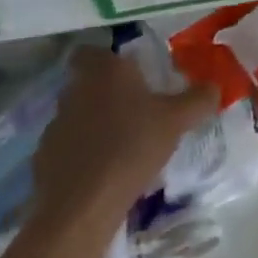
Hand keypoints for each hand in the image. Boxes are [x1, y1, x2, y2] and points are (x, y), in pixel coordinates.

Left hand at [27, 47, 218, 230]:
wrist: (82, 207)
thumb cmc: (132, 147)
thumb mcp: (177, 121)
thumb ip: (198, 99)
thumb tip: (214, 85)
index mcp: (105, 71)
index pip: (92, 50)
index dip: (107, 59)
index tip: (128, 72)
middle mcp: (75, 90)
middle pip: (87, 83)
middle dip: (106, 93)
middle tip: (135, 108)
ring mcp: (55, 126)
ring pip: (77, 115)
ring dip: (94, 124)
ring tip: (121, 144)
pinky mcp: (43, 160)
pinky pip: (67, 148)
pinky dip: (81, 154)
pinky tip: (102, 172)